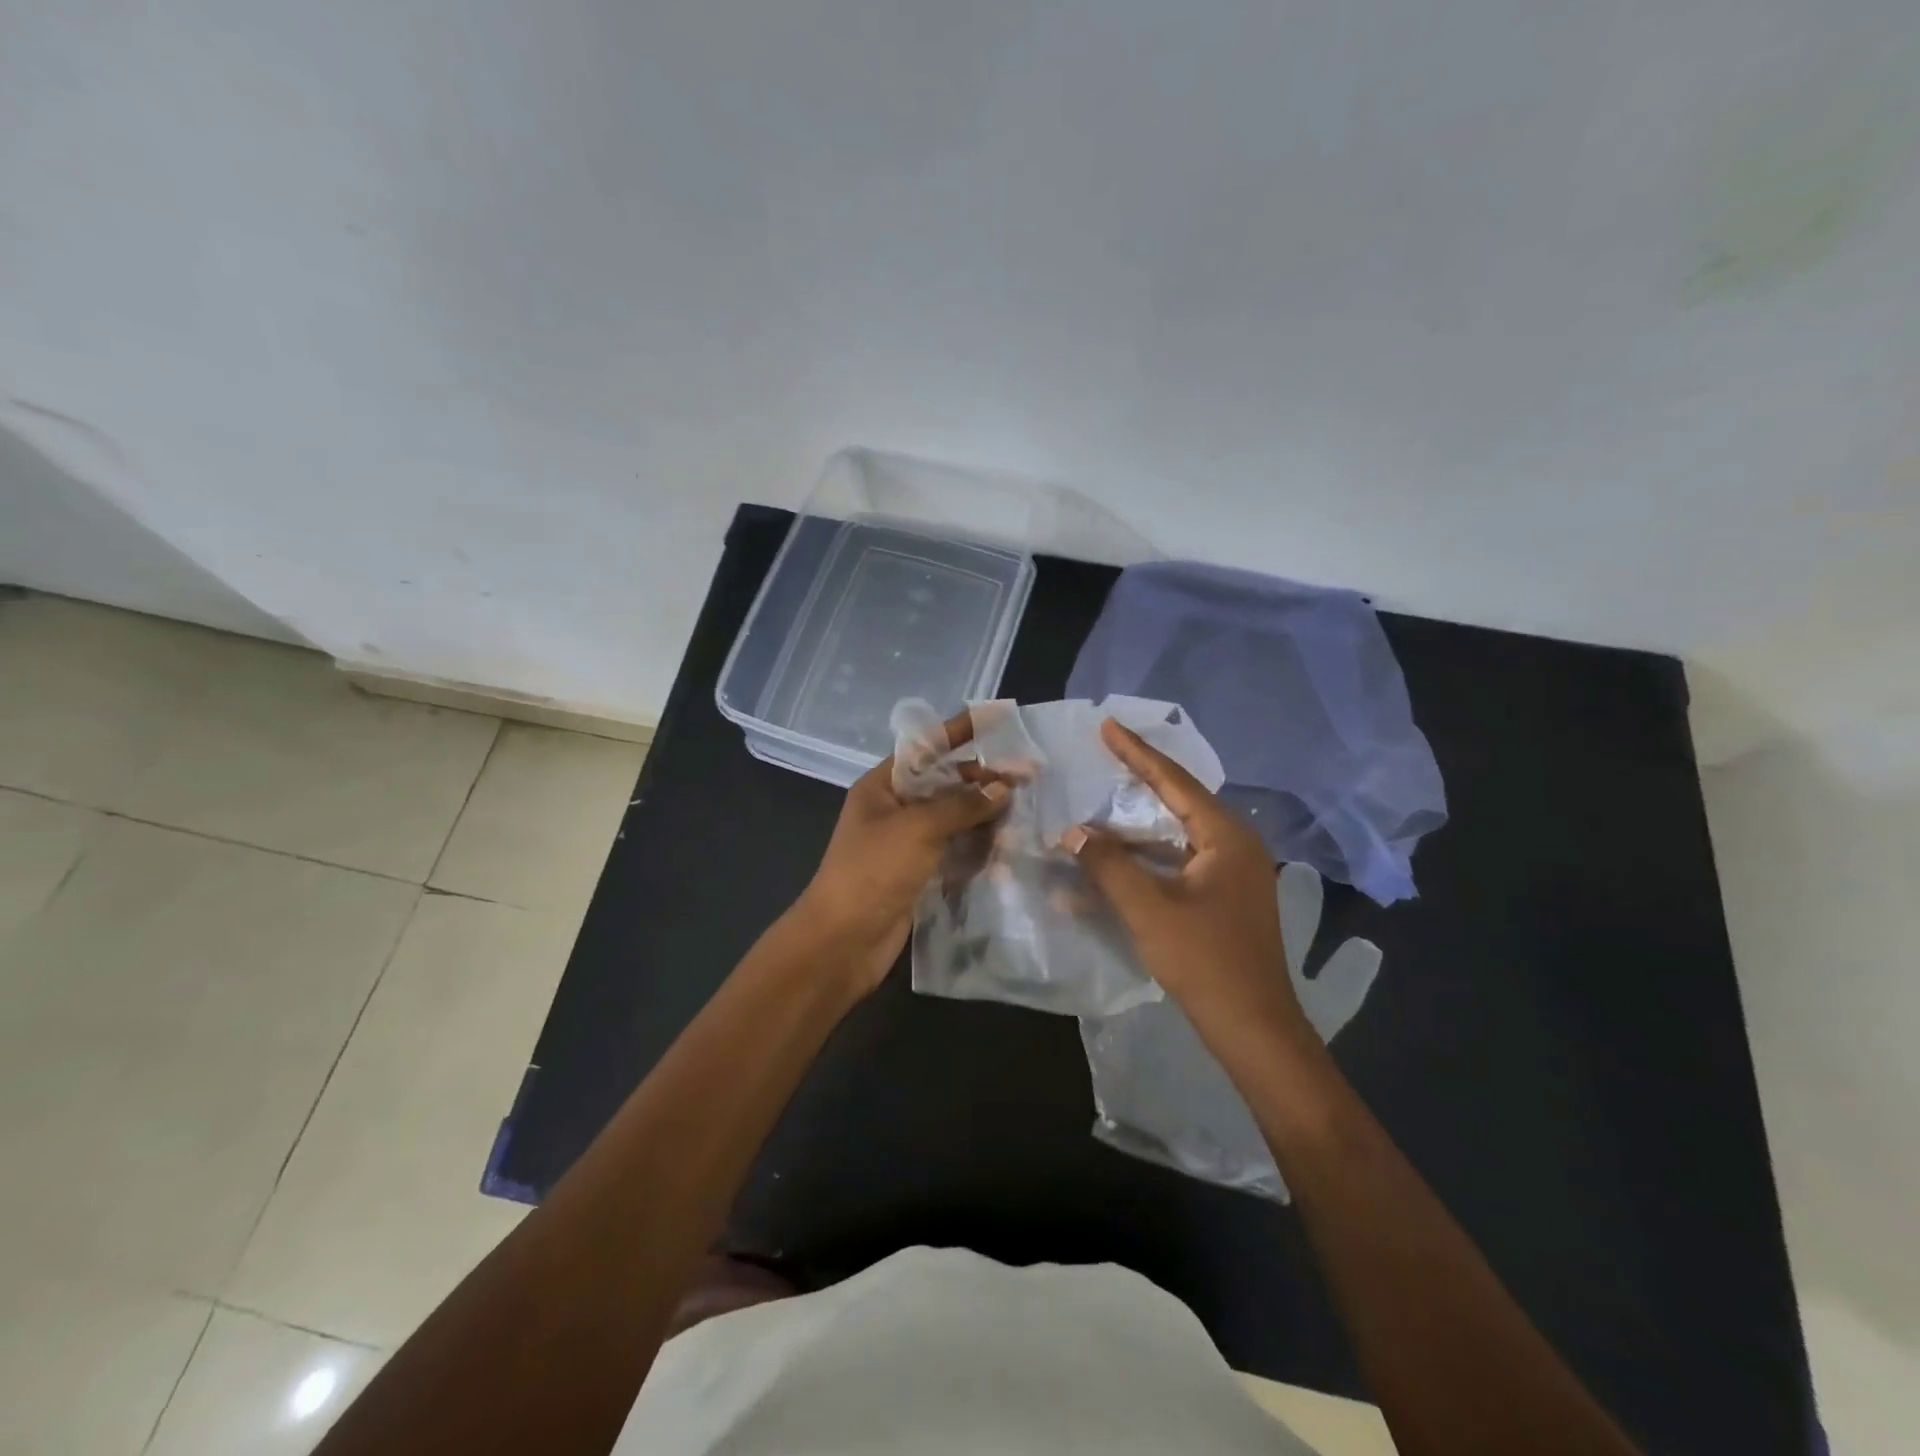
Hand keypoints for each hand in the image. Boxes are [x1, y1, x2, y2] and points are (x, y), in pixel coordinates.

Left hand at [796, 711, 1009, 993]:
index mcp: (882, 786)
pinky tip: (1007, 847)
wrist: (842, 942)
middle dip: (982, 779)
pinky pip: (954, 850)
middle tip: (1027, 779)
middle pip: (945, 783)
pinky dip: (978, 846)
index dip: (962, 730)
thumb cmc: (872, 872)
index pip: (926, 747)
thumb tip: (1002, 788)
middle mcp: (894, 809)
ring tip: (1024, 812)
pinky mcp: (919, 873)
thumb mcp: (916, 828)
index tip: (1000, 717)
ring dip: (985, 815)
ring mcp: (907, 843)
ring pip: (954, 818)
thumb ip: (960, 805)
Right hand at [1065, 719, 1308, 1036]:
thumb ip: (1108, 865)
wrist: (1254, 1027)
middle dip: (1136, 783)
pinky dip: (1144, 863)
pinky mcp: (1223, 898)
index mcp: (1226, 836)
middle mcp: (1234, 845)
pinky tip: (1110, 867)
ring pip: (1173, 836)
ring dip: (1133, 831)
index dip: (1137, 752)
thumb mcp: (1148, 909)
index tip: (1108, 725)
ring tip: (1094, 813)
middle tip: (1102, 755)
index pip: (1174, 781)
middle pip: (1176, 803)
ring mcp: (1231, 873)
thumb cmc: (1205, 961)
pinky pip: (1177, 864)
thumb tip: (1072, 833)